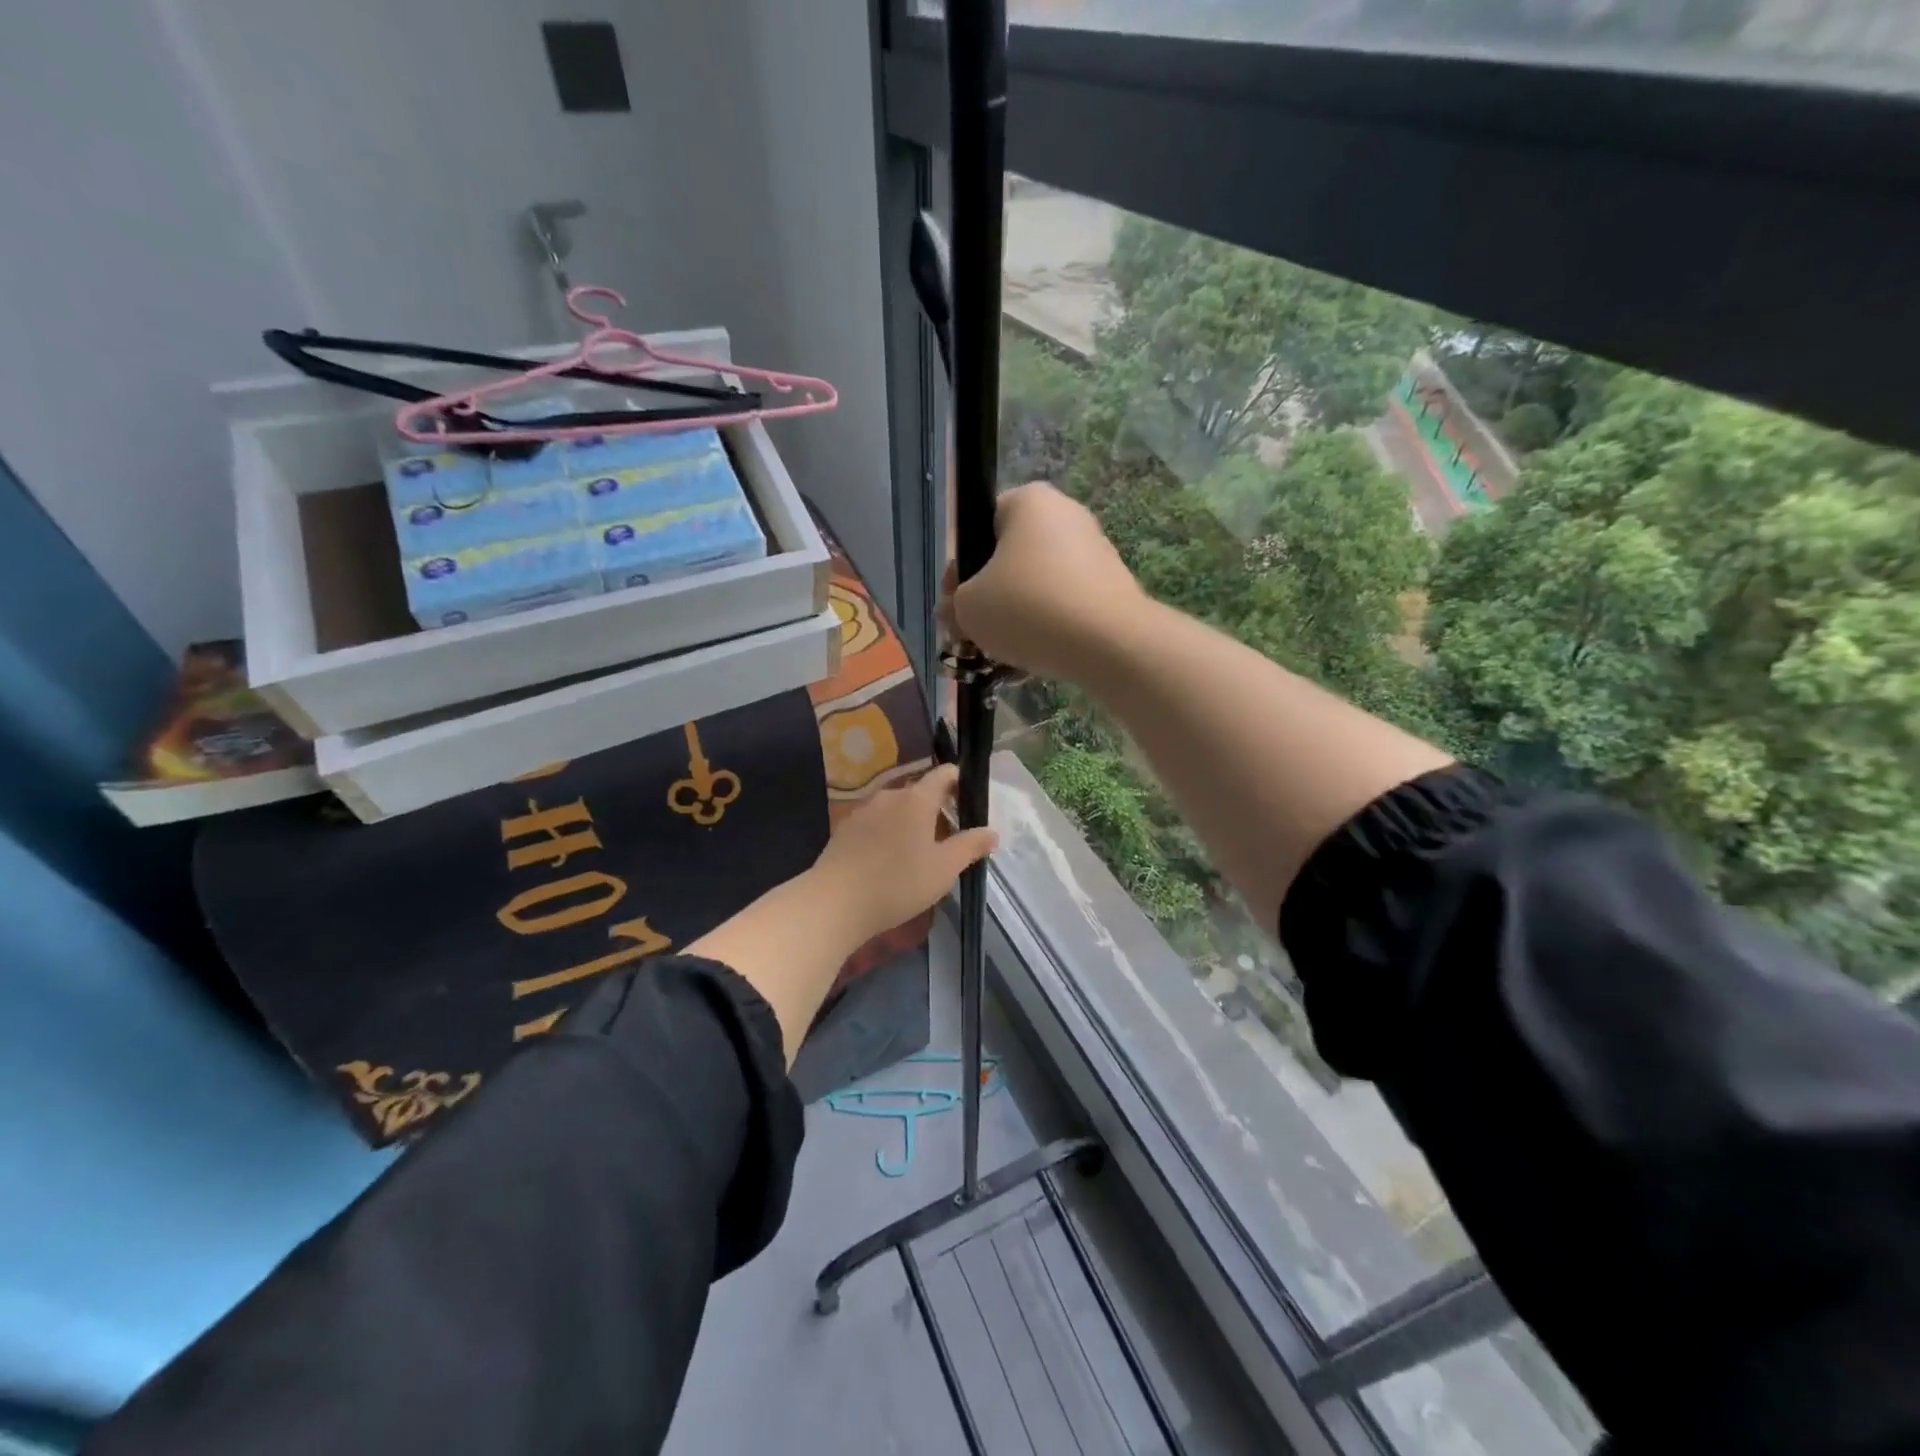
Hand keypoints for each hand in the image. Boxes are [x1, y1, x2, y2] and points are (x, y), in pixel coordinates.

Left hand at [809, 764, 997, 944]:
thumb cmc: (898, 883)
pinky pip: (875, 823)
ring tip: (920, 852)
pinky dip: (888, 833)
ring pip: (896, 808)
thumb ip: (969, 846)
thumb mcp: (944, 869)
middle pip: (919, 791)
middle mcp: (889, 796)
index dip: (959, 781)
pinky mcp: (845, 829)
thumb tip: (991, 832)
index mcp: (917, 799)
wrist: (835, 902)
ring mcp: (863, 811)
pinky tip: (889, 861)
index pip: (944, 774)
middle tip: (950, 836)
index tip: (969, 801)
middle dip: (937, 807)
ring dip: (911, 822)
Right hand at [939, 482, 1144, 679]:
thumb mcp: (969, 608)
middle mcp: (1066, 515)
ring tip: (1000, 657)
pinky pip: (1065, 607)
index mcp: (1030, 501)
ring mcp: (1094, 551)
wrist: (1109, 642)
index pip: (980, 526)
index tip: (955, 604)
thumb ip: (953, 605)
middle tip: (973, 634)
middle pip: (1010, 559)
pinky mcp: (1112, 588)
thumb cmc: (1028, 607)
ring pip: (1037, 587)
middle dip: (989, 599)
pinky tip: (1030, 665)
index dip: (960, 569)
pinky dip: (1046, 631)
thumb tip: (953, 611)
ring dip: (1015, 620)